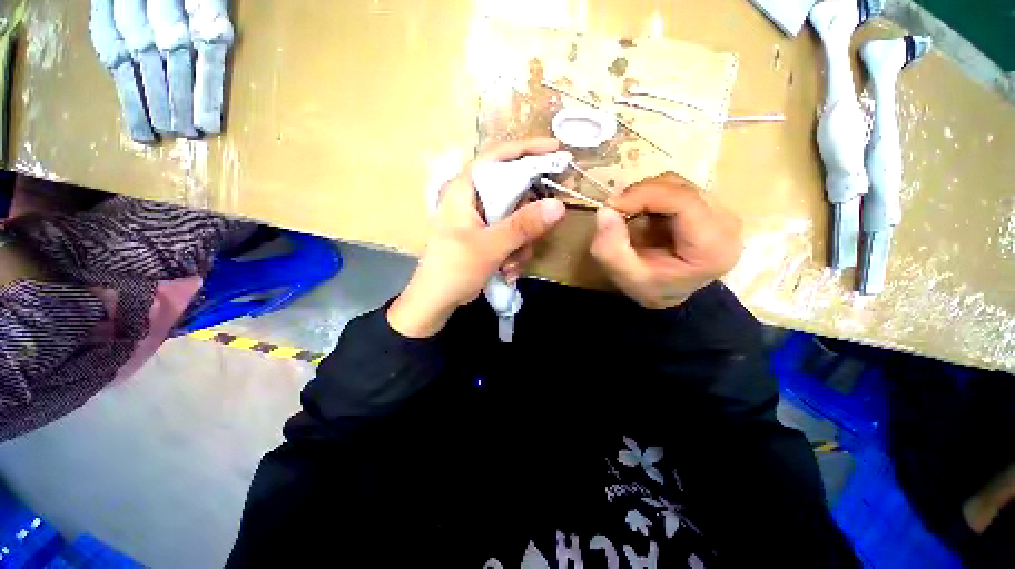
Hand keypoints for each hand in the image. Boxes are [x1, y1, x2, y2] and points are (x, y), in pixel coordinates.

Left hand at [388, 138, 566, 337]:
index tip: (557, 150)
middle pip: (514, 189)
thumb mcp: (489, 247)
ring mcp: (483, 219)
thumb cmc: (453, 269)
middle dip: (529, 216)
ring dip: (522, 243)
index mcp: (466, 189)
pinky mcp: (488, 236)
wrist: (437, 301)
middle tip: (542, 229)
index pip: (498, 157)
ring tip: (511, 264)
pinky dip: (516, 253)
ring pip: (518, 217)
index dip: (528, 149)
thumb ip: (522, 226)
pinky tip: (507, 271)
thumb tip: (558, 205)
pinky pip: (514, 235)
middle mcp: (475, 199)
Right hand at [590, 172, 742, 308]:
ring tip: (628, 215)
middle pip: (681, 189)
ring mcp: (720, 212)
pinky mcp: (709, 205)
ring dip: (645, 195)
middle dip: (641, 194)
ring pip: (677, 184)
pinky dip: (652, 196)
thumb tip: (606, 210)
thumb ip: (610, 249)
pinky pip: (676, 188)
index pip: (684, 202)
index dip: (645, 196)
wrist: (670, 292)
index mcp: (713, 248)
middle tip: (615, 210)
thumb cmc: (651, 288)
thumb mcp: (626, 277)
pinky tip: (642, 214)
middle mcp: (726, 224)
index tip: (612, 205)